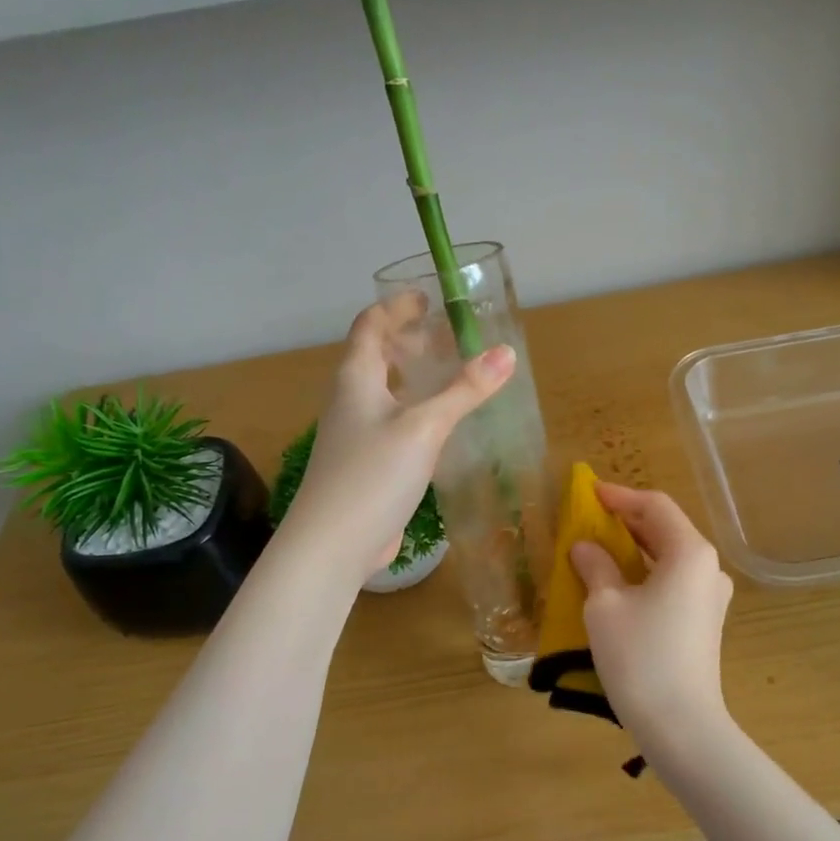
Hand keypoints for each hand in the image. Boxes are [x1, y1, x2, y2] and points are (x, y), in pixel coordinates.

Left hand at [283, 297, 513, 582]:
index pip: (370, 325)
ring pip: (386, 391)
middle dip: (410, 340)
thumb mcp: (424, 427)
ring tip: (451, 374)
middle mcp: (351, 400)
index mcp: (356, 378)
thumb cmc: (373, 474)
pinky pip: (394, 423)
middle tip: (449, 336)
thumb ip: (464, 390)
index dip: (396, 306)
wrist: (333, 543)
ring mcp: (356, 434)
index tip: (427, 296)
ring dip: (414, 377)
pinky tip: (442, 425)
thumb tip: (506, 352)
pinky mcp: (367, 464)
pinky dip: (417, 411)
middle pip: (377, 356)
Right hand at [570, 483, 737, 763]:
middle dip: (626, 521)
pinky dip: (645, 573)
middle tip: (589, 519)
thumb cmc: (640, 656)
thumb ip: (595, 566)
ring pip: (669, 557)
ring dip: (634, 548)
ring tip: (598, 548)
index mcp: (690, 552)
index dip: (619, 496)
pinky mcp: (704, 622)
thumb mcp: (605, 606)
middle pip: (666, 529)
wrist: (681, 725)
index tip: (588, 493)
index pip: (655, 506)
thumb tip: (585, 547)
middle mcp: (708, 568)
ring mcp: (710, 597)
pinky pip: (673, 582)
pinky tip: (618, 584)